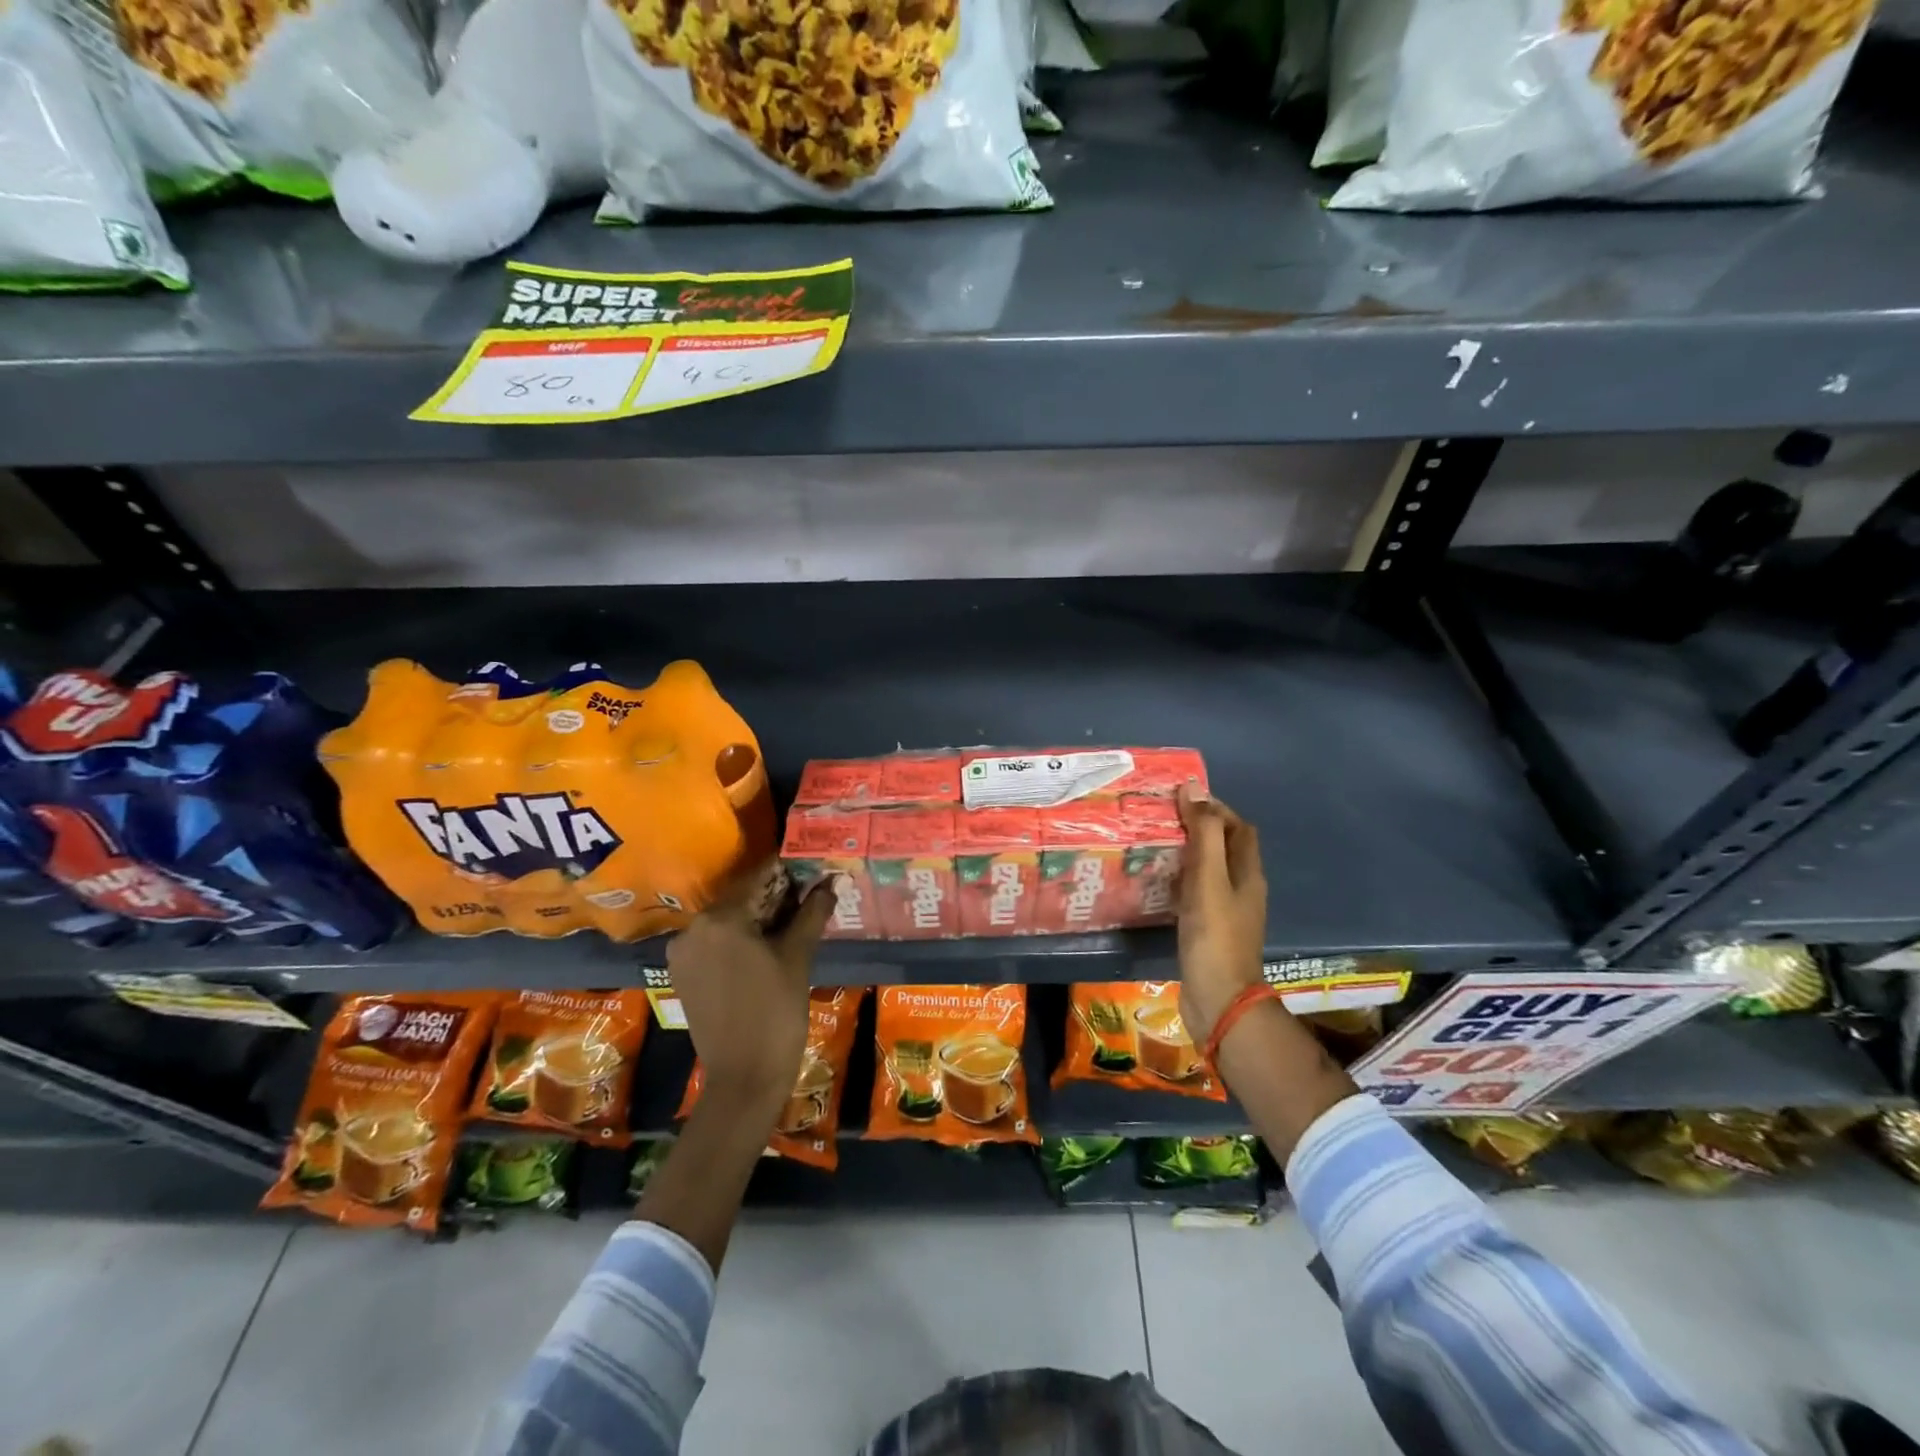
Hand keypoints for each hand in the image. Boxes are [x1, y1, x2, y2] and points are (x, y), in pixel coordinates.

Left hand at [667, 861, 836, 1118]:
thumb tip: (829, 881)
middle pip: (741, 898)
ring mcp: (683, 953)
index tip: (812, 866)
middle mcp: (693, 928)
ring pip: (728, 921)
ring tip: (794, 920)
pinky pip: (716, 943)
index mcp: (719, 918)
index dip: (788, 870)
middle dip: (775, 895)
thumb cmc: (776, 1013)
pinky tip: (768, 946)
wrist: (744, 1079)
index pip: (758, 878)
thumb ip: (812, 913)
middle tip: (810, 894)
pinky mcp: (683, 975)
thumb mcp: (798, 957)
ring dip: (758, 917)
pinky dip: (740, 938)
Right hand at [1174, 784, 1267, 1041]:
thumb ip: (1203, 834)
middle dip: (1197, 828)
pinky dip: (1178, 881)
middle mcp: (1241, 889)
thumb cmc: (1215, 936)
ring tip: (1151, 844)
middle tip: (1159, 819)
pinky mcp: (1208, 930)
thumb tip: (1194, 788)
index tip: (1179, 799)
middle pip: (1224, 847)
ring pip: (1207, 871)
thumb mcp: (1208, 879)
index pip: (1237, 827)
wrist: (1219, 1001)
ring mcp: (1225, 912)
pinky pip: (1194, 893)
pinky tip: (1154, 883)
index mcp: (1247, 873)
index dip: (1214, 808)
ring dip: (1185, 854)